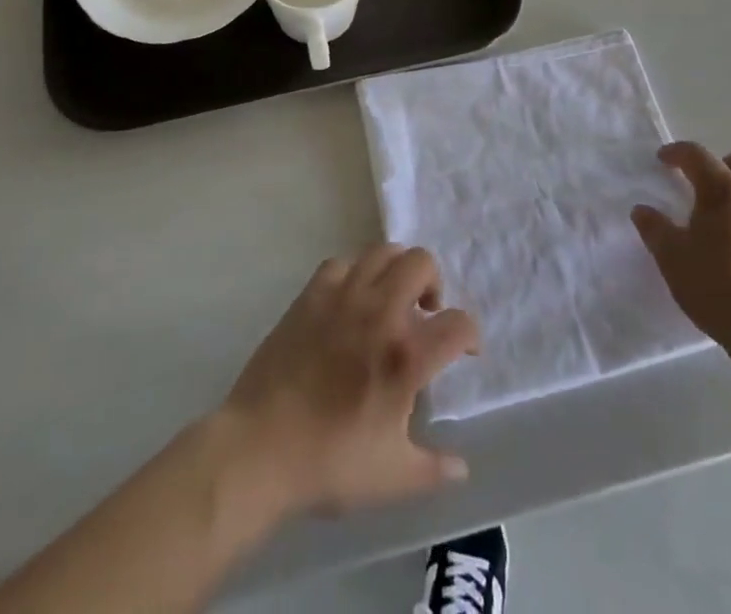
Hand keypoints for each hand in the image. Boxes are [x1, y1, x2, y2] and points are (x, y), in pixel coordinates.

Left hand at [220, 244, 478, 518]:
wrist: (259, 448)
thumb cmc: (329, 464)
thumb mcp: (393, 479)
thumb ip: (434, 469)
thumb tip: (461, 467)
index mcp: (405, 356)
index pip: (458, 324)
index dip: (471, 335)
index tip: (465, 351)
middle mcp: (380, 313)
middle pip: (422, 263)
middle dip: (433, 283)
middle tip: (424, 314)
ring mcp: (342, 297)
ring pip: (382, 252)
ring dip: (396, 271)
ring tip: (391, 300)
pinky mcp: (310, 295)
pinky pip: (341, 263)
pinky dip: (354, 275)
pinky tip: (350, 302)